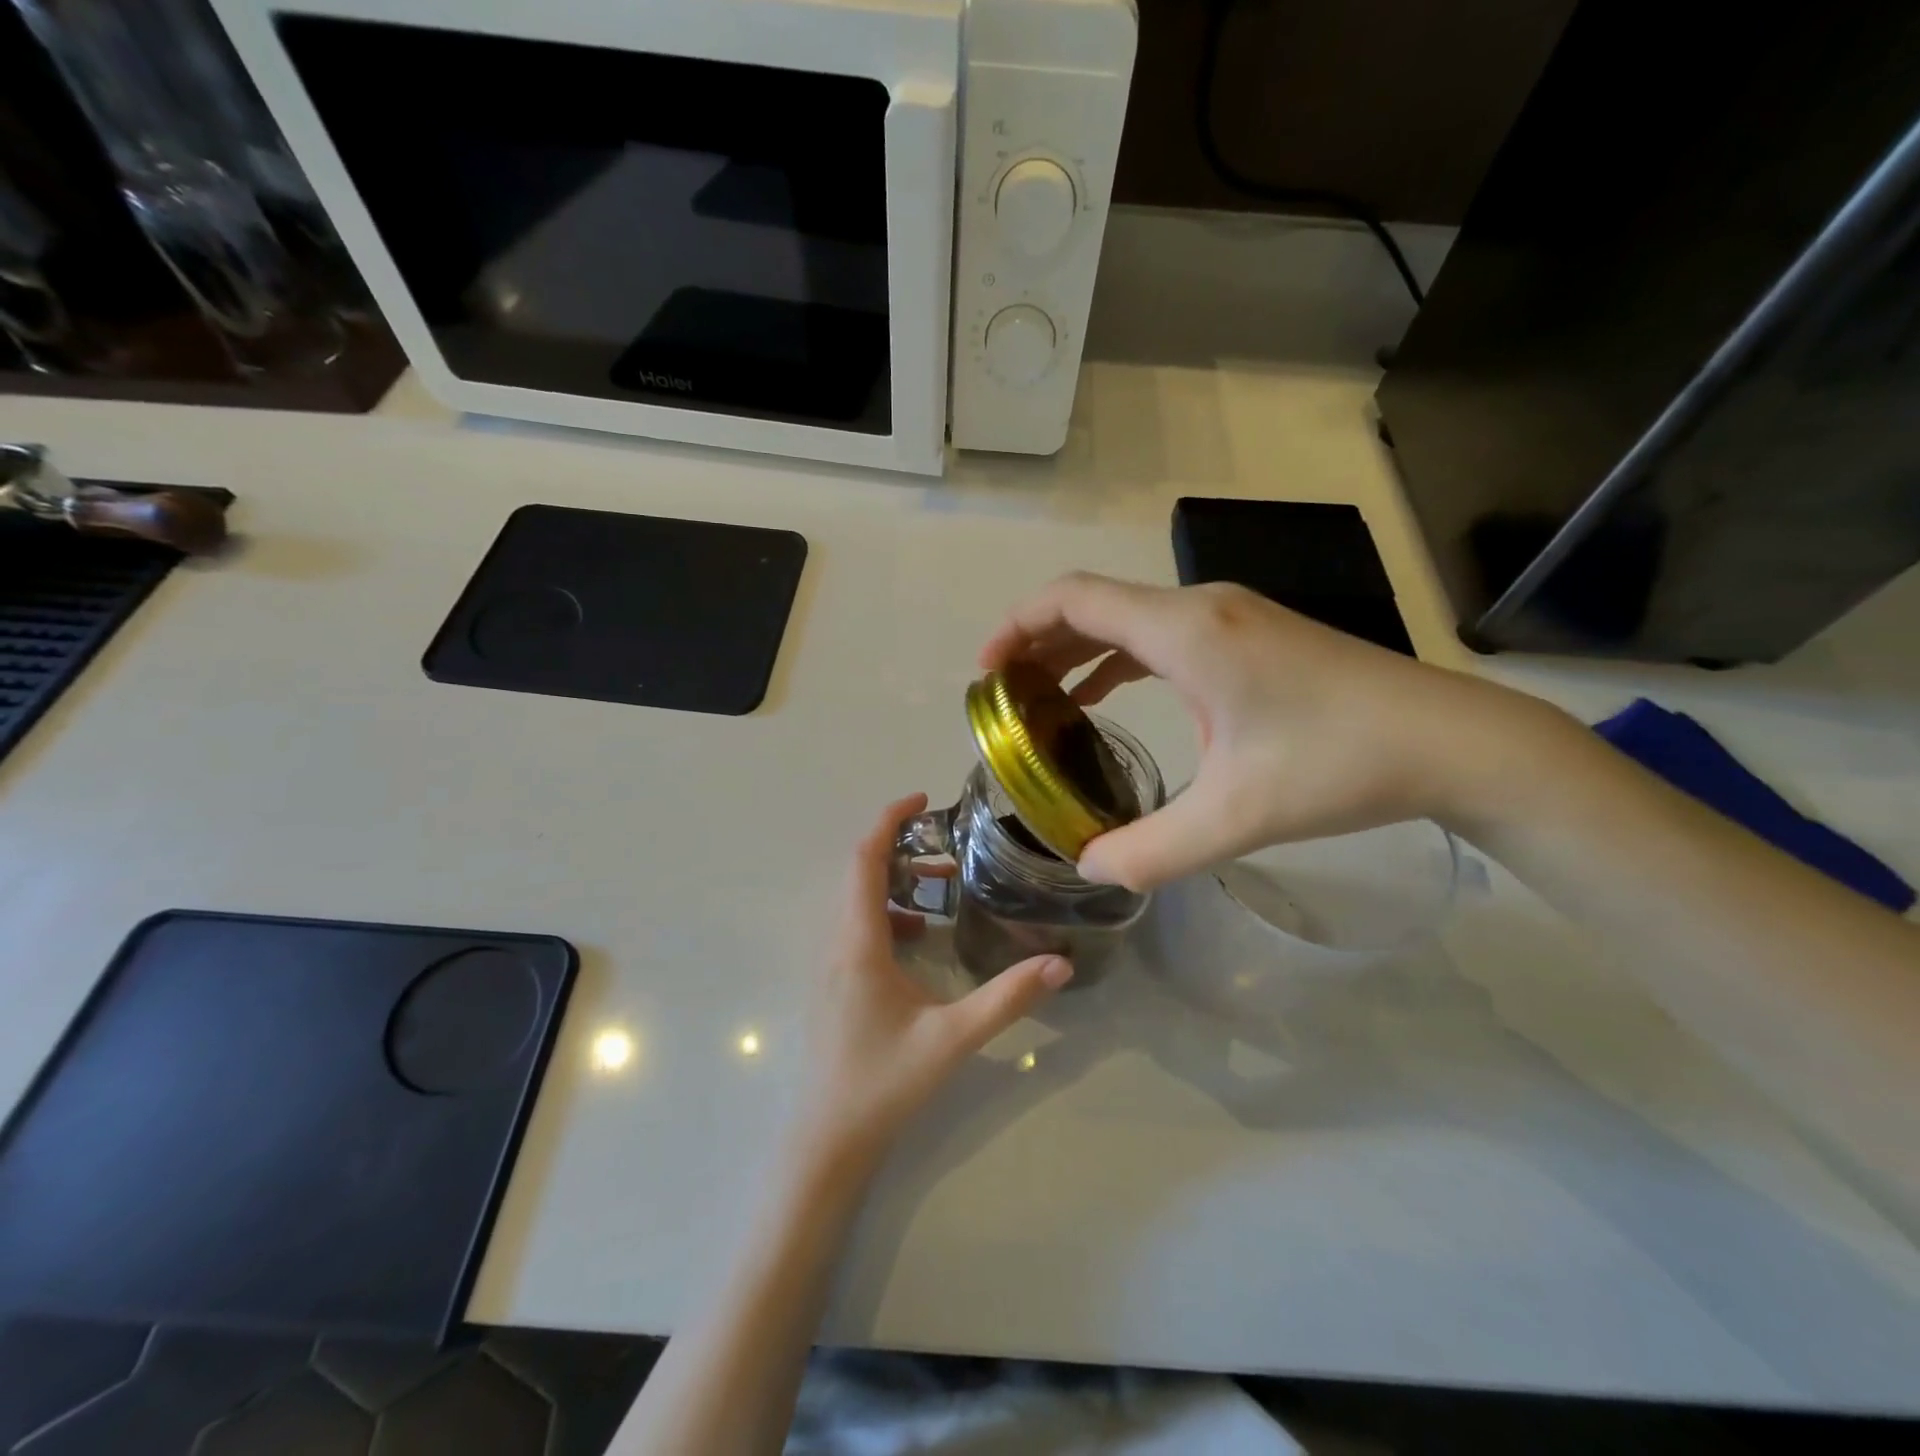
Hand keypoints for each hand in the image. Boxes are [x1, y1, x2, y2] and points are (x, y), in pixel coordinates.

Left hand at [796, 794, 1073, 1169]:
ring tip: (943, 886)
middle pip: (859, 873)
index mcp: (858, 943)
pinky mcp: (835, 982)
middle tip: (947, 846)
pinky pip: (856, 926)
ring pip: (857, 900)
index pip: (864, 861)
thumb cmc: (884, 1082)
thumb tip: (1059, 963)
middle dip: (899, 848)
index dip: (888, 821)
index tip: (922, 800)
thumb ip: (1007, 998)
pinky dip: (887, 913)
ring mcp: (831, 964)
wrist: (828, 1138)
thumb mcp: (953, 1037)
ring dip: (894, 882)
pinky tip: (920, 937)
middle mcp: (837, 943)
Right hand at [982, 573, 1533, 889]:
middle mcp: (1200, 608)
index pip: (1074, 599)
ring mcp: (1228, 617)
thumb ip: (1150, 848)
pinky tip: (1104, 698)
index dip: (1017, 626)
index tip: (985, 672)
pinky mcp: (1248, 635)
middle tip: (1003, 696)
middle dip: (1036, 642)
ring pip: (1126, 618)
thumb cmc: (1339, 766)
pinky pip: (1159, 635)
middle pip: (1092, 603)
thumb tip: (1087, 867)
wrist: (1449, 741)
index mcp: (1186, 631)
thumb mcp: (1235, 817)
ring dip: (1075, 650)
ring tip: (1039, 699)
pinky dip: (1117, 659)